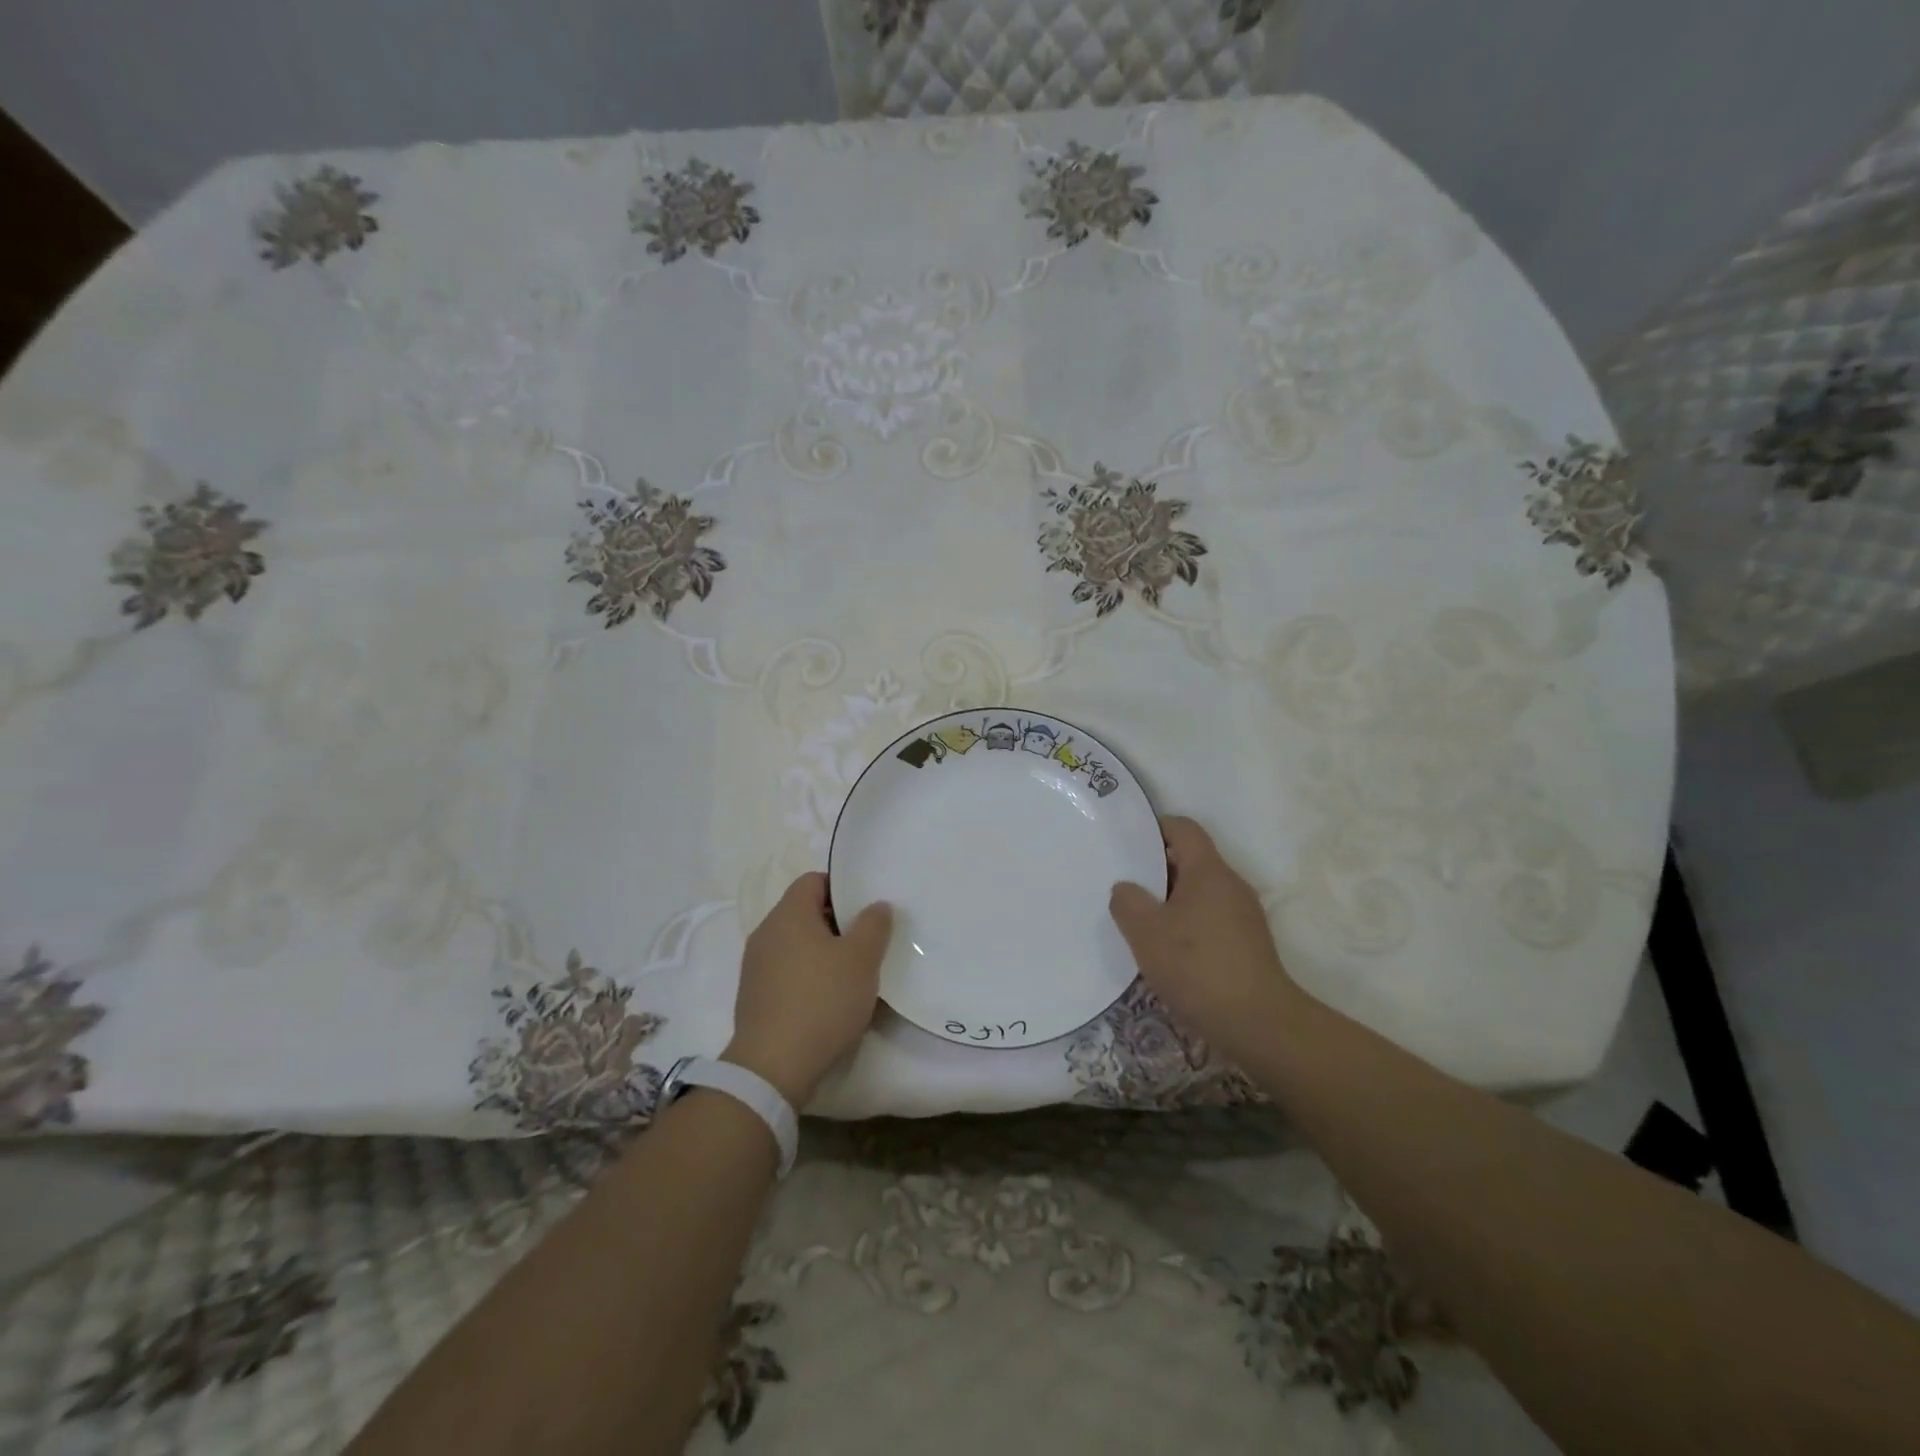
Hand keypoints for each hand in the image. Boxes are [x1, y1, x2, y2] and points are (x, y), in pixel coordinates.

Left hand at [725, 872, 892, 1106]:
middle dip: (837, 923)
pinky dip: (808, 977)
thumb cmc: (822, 1000)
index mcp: (788, 914)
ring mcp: (756, 966)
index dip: (842, 888)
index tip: (866, 909)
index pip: (813, 880)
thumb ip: (873, 925)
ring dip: (823, 952)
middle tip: (867, 941)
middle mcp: (766, 933)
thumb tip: (876, 905)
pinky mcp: (754, 997)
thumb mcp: (862, 959)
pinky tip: (829, 1000)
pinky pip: (786, 972)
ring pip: (796, 945)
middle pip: (805, 912)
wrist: (773, 1067)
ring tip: (853, 973)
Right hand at [1109, 816, 1304, 1064]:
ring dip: (1170, 901)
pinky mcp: (1248, 943)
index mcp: (1209, 870)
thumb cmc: (1197, 966)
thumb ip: (1128, 902)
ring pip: (1200, 892)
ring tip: (1141, 921)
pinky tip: (1168, 950)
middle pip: (1191, 860)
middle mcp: (1231, 884)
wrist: (1258, 1024)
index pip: (1183, 828)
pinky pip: (1210, 918)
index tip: (1128, 843)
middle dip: (1157, 869)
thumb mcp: (1146, 932)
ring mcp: (1244, 915)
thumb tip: (1126, 888)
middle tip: (1125, 886)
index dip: (1155, 828)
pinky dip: (1187, 924)